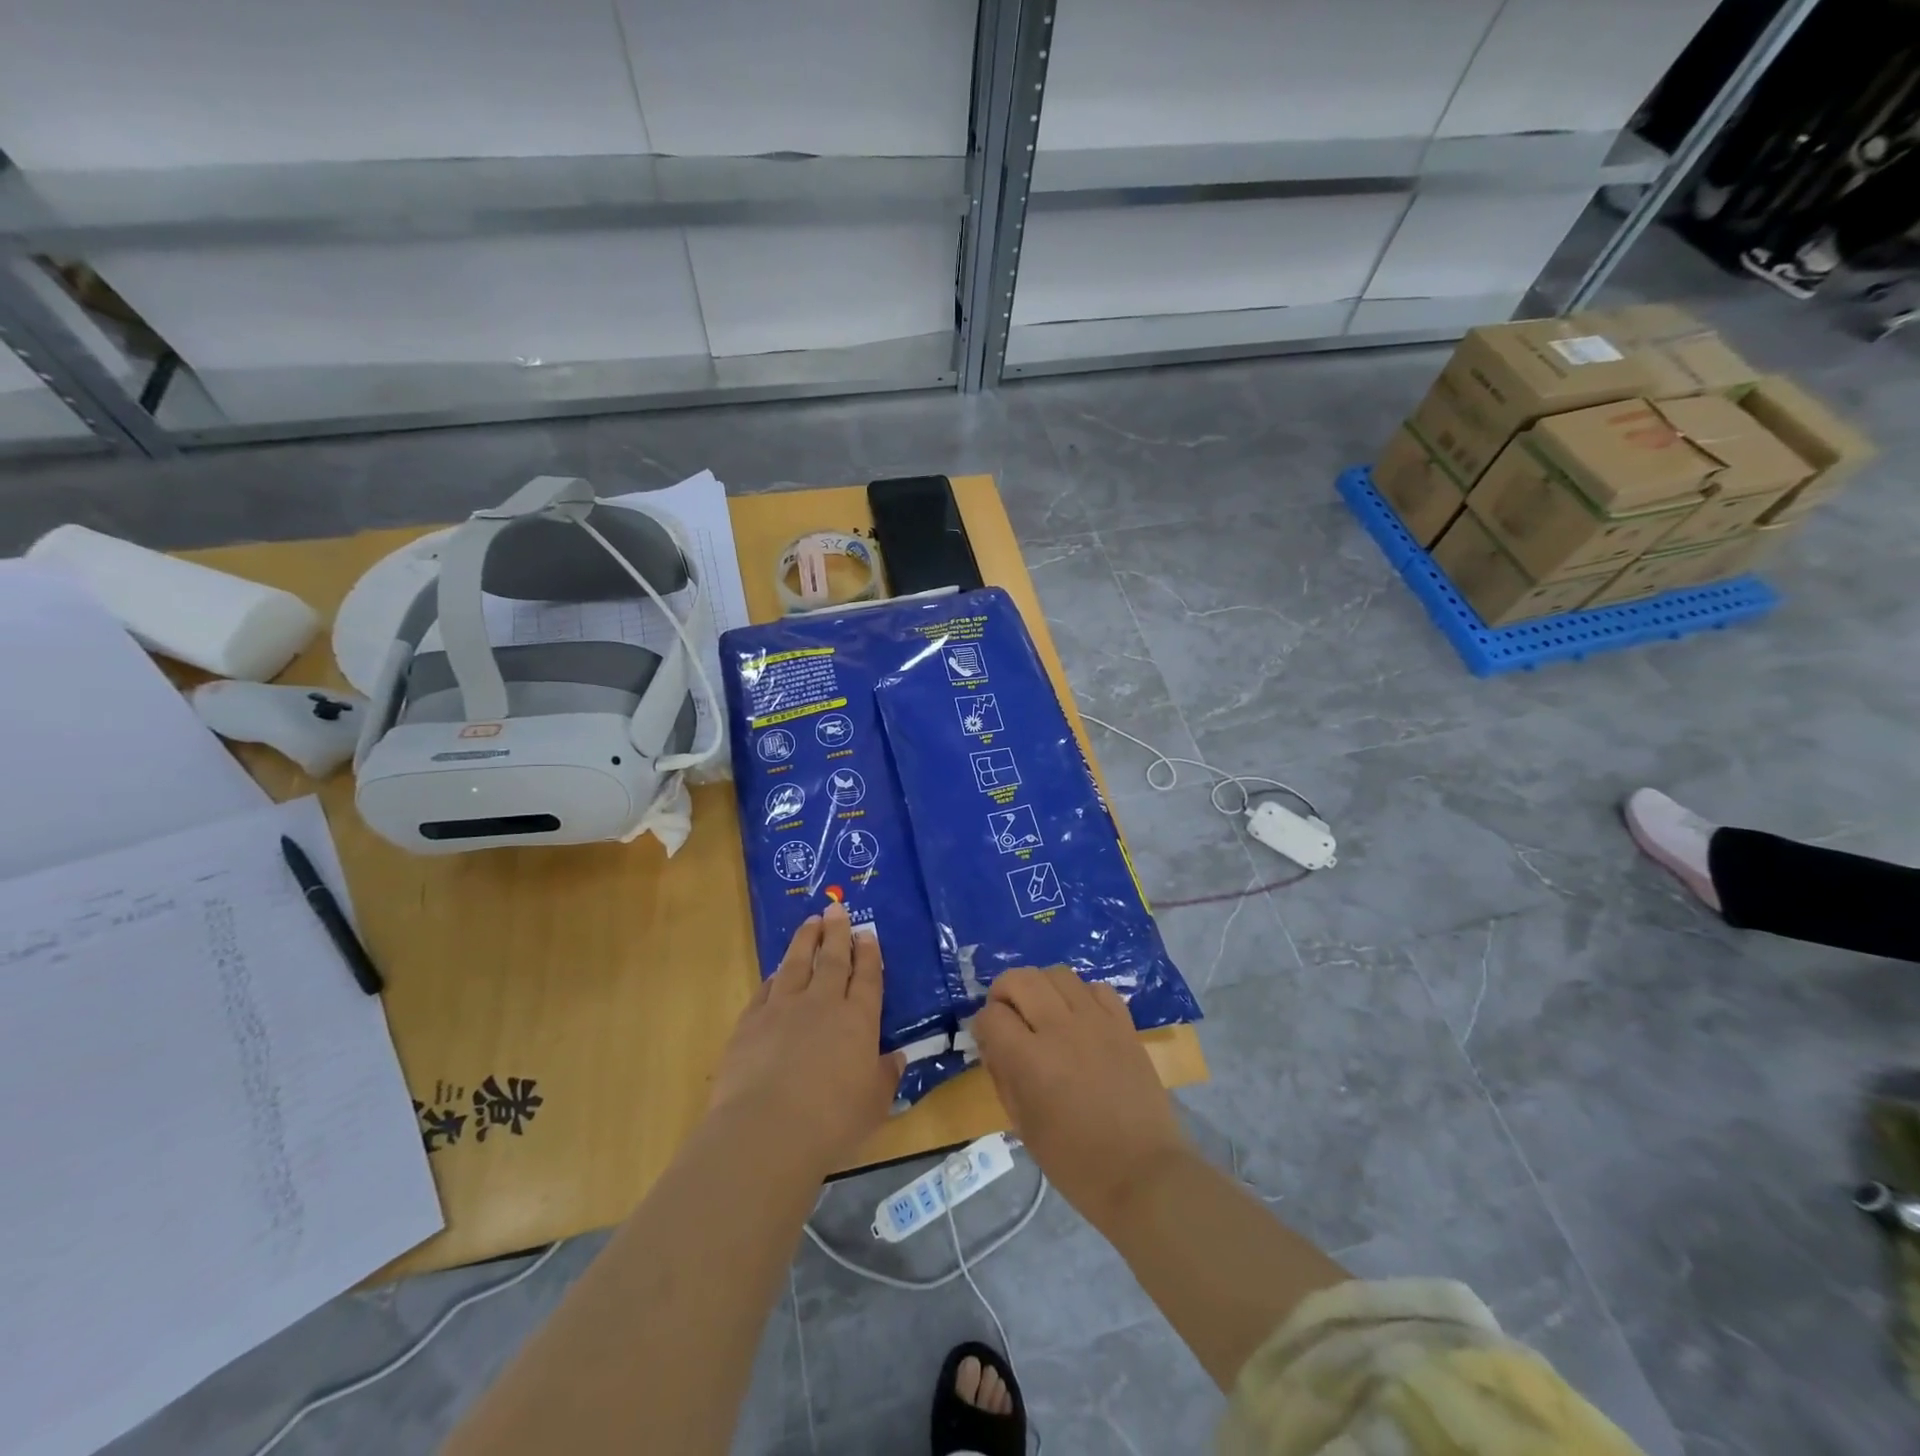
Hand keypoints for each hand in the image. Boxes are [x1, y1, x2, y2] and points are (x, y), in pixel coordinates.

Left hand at [709, 903, 903, 1173]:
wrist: (766, 1130)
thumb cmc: (831, 1122)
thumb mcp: (874, 1104)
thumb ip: (885, 1076)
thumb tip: (896, 1058)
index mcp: (858, 1020)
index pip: (867, 977)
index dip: (868, 953)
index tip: (867, 933)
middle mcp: (823, 1004)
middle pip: (832, 959)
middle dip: (837, 932)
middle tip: (836, 908)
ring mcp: (783, 1009)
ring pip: (797, 963)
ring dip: (805, 940)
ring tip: (810, 922)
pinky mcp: (751, 1022)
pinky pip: (766, 989)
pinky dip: (775, 976)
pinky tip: (777, 971)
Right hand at [971, 967, 1188, 1227]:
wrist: (1142, 1173)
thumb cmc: (1075, 1162)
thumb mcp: (1023, 1126)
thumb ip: (1002, 1076)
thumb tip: (992, 1043)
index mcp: (1030, 1060)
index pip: (991, 1015)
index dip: (983, 1024)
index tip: (988, 1038)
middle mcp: (1060, 1028)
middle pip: (1021, 979)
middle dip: (1004, 991)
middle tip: (1007, 1014)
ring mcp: (1096, 1021)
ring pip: (1058, 974)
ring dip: (1041, 987)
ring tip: (1043, 1011)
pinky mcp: (1124, 1023)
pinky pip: (1096, 988)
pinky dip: (1081, 995)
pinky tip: (1079, 1018)